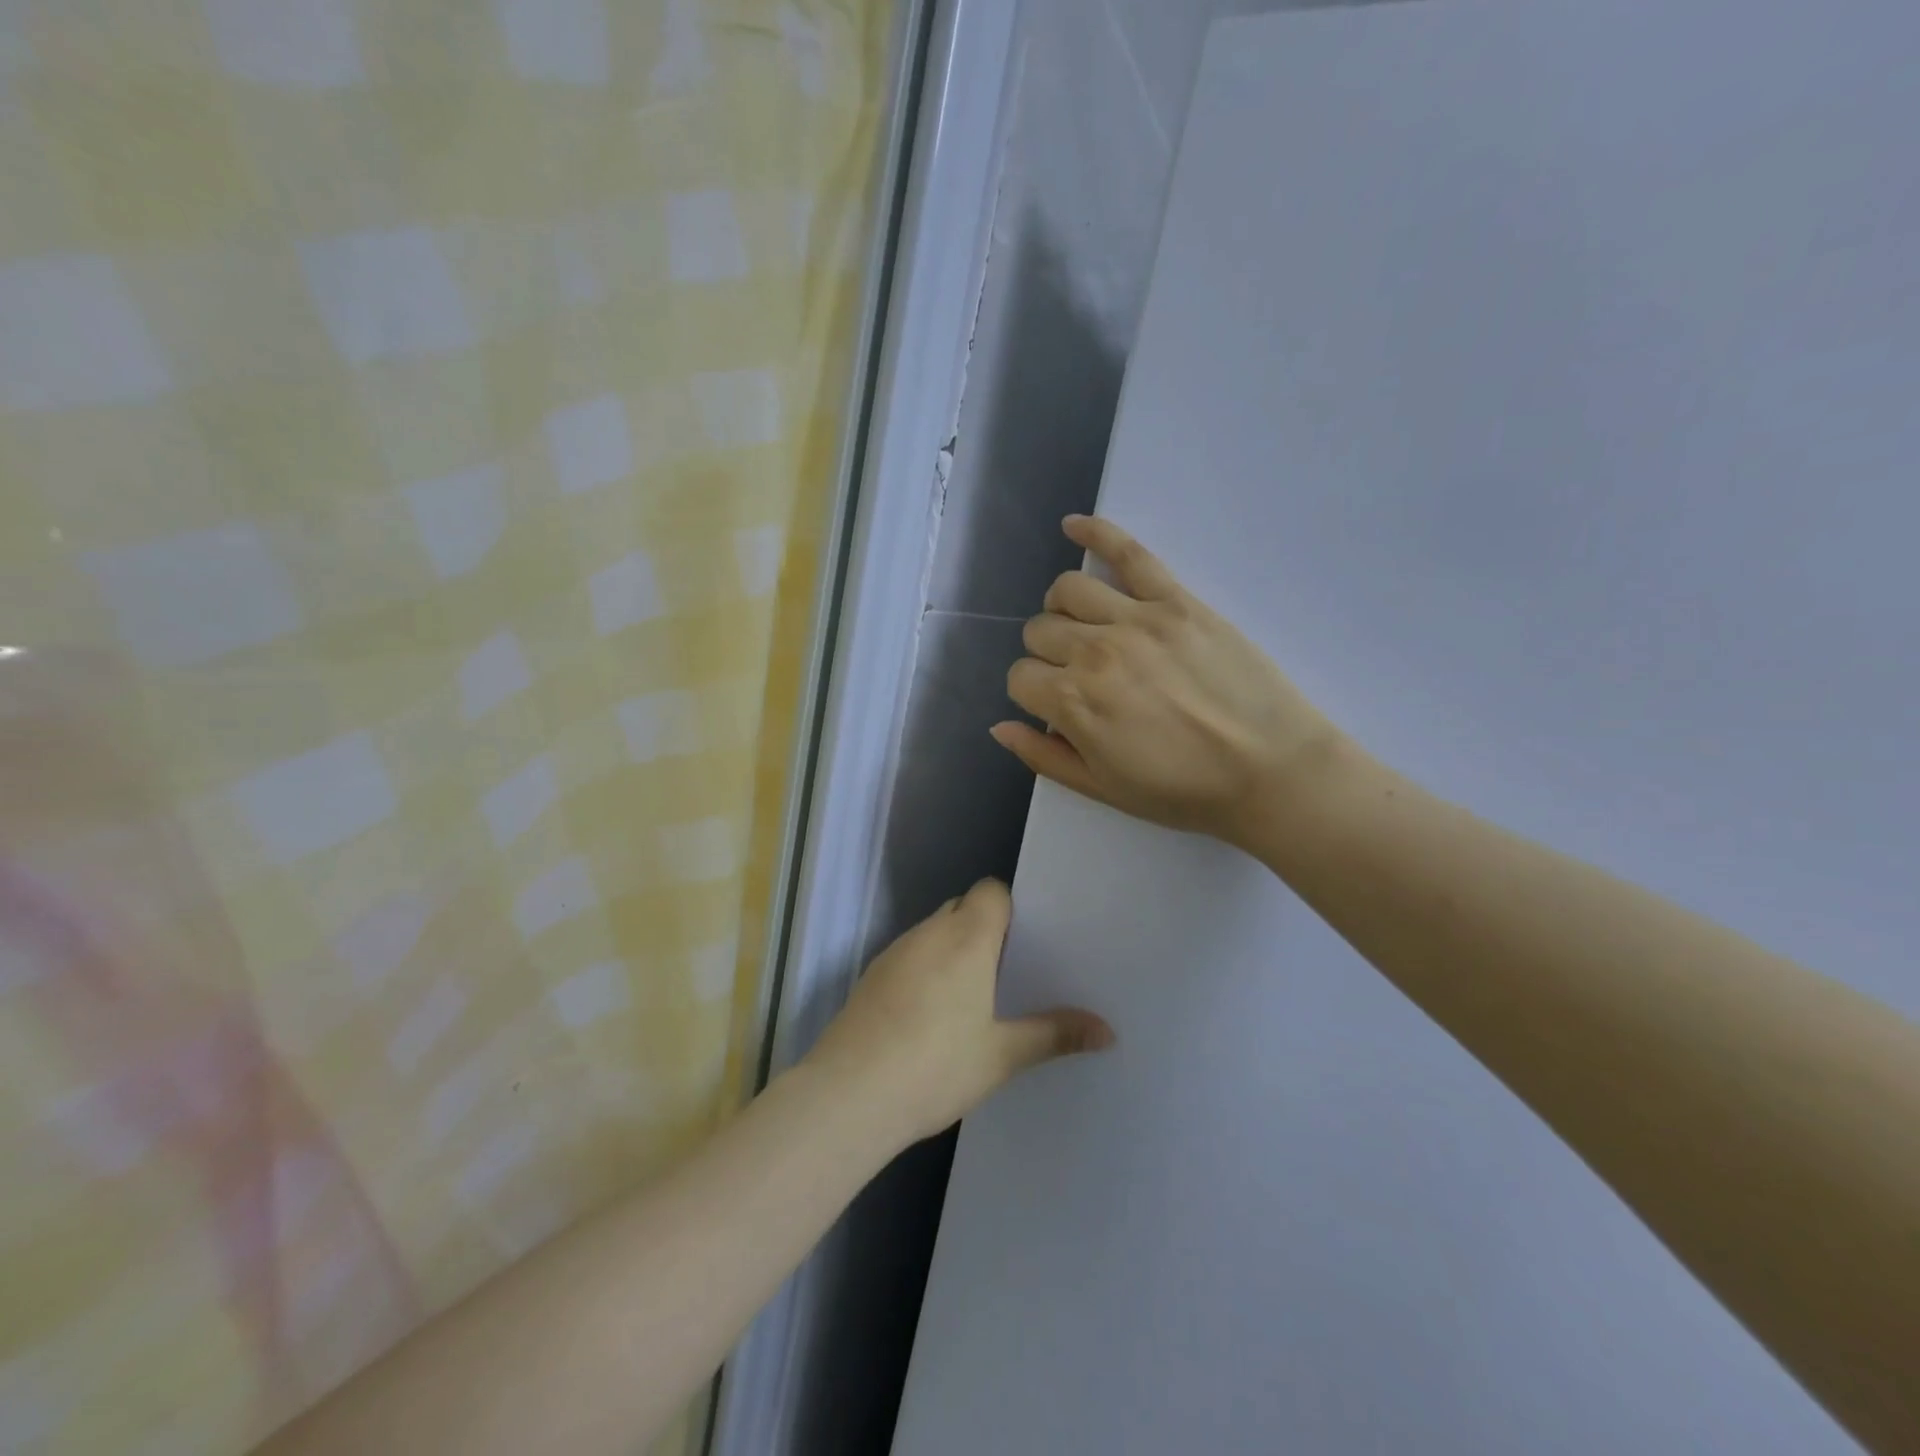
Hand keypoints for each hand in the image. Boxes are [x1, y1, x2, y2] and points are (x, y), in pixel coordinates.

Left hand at [801, 880, 1113, 1149]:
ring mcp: (895, 952)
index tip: (1027, 943)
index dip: (1010, 909)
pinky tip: (931, 1013)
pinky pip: (910, 954)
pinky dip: (926, 968)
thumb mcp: (1002, 1055)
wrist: (849, 1095)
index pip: (991, 891)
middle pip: (962, 907)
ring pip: (933, 931)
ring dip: (953, 949)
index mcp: (966, 938)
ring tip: (974, 995)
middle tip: (1009, 972)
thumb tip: (1108, 1032)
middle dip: (985, 930)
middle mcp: (929, 932)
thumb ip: (1053, 1035)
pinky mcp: (871, 976)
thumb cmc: (936, 1066)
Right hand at [993, 515, 1343, 850]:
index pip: (1021, 678)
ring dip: (1062, 608)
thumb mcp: (1103, 789)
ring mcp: (1136, 620)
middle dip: (1046, 655)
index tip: (1057, 707)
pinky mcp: (1176, 601)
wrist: (1271, 772)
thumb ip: (1044, 757)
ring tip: (1082, 624)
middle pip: (1039, 631)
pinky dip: (1096, 532)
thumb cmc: (1184, 791)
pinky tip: (1074, 525)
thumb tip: (1000, 726)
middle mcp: (1094, 652)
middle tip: (1077, 676)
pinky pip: (1129, 553)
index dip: (1033, 694)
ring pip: (1068, 589)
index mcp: (1074, 703)